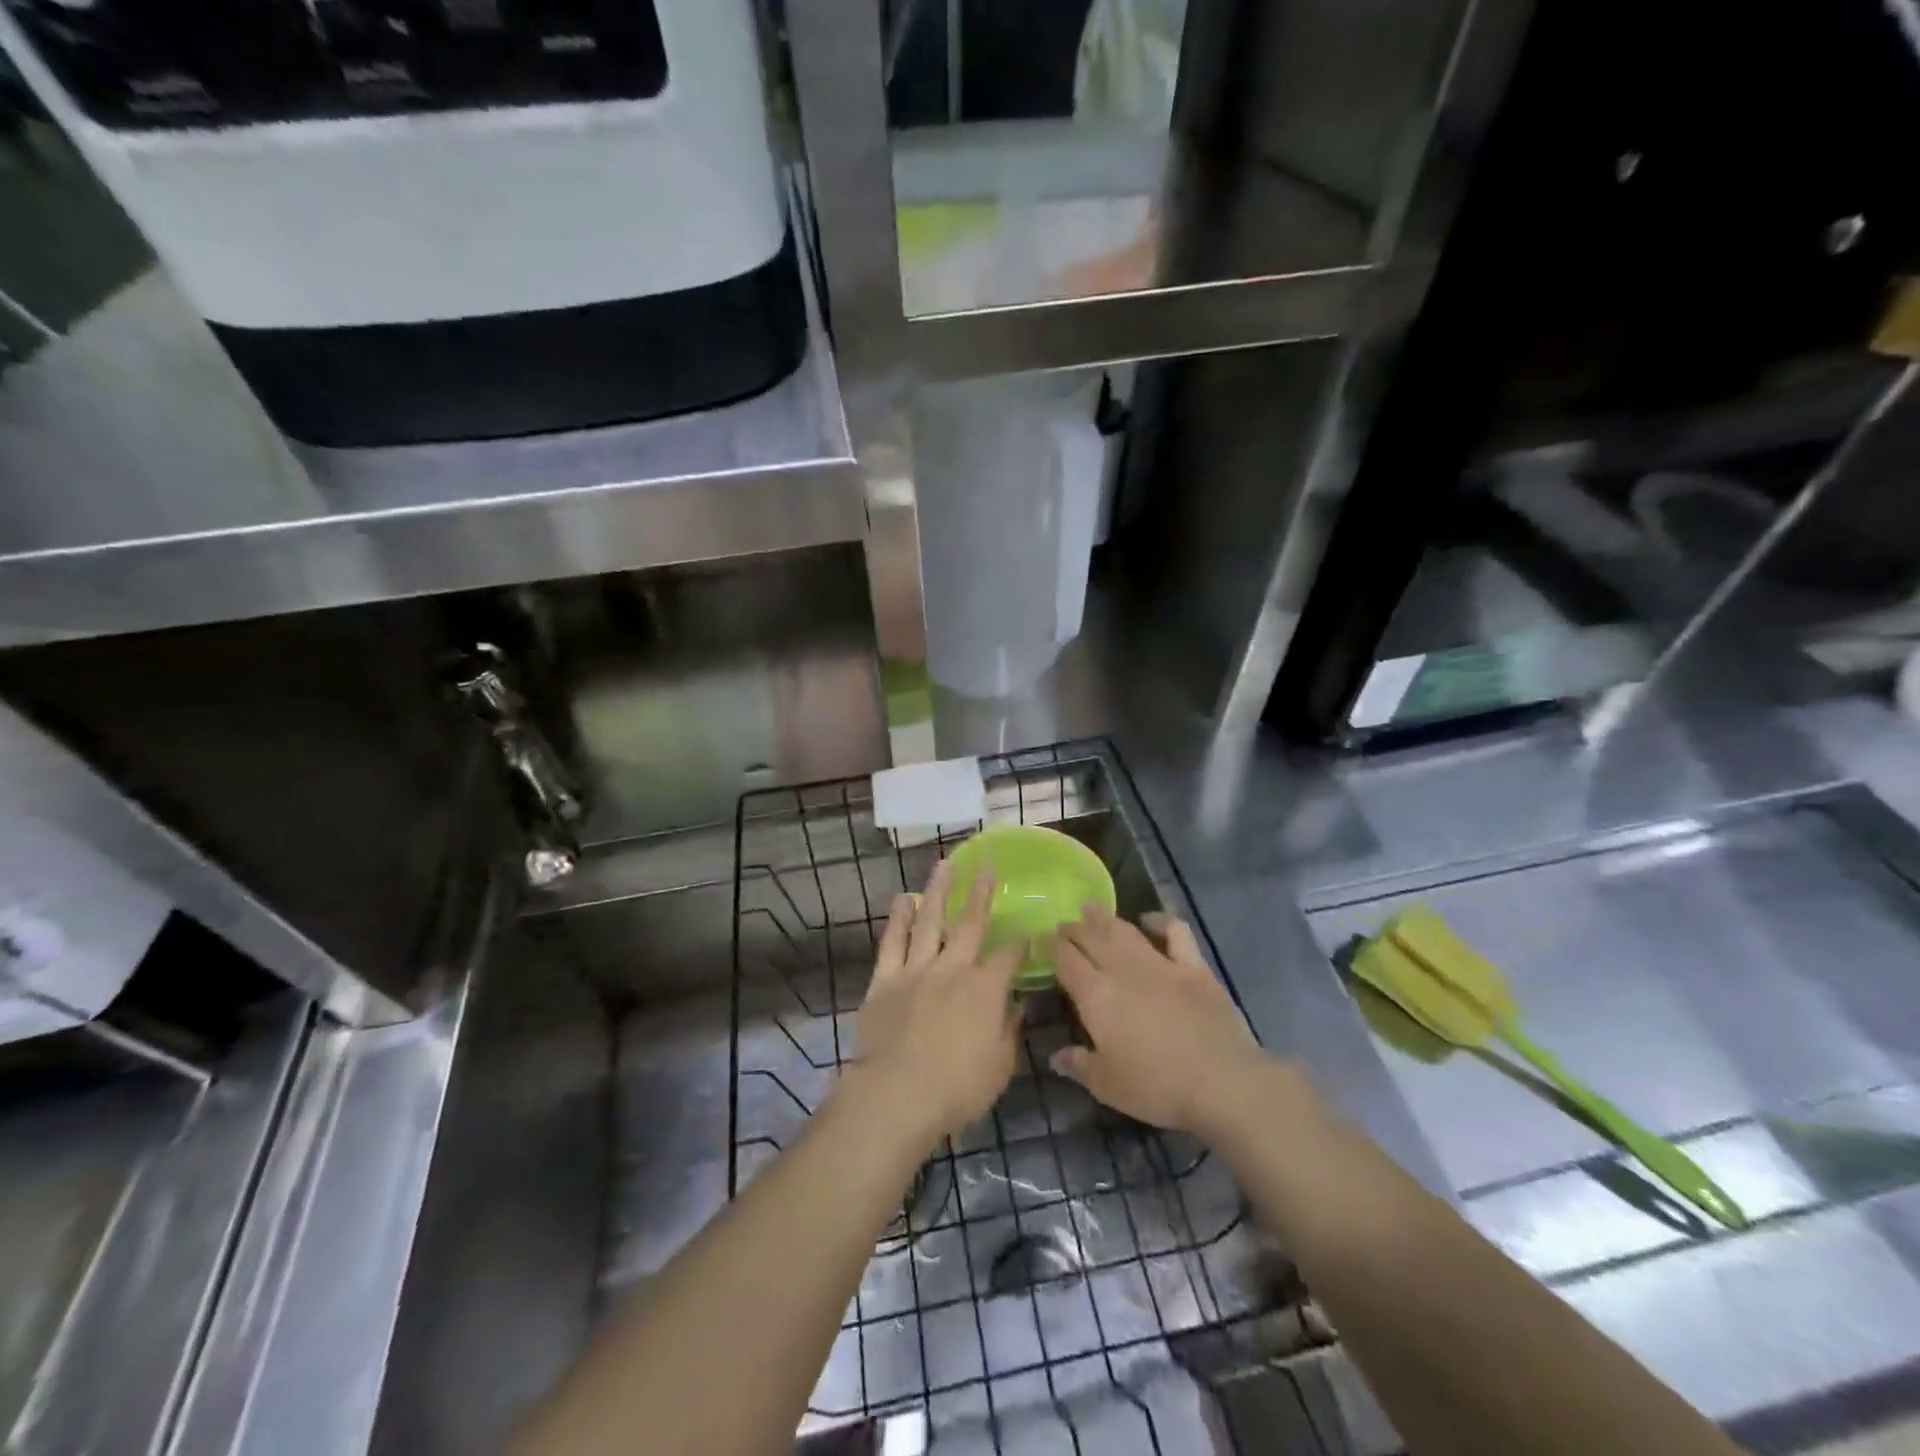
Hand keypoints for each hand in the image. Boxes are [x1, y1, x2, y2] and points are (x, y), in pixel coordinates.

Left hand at [847, 862, 1021, 1150]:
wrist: (897, 1094)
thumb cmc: (957, 1087)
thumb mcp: (1000, 1065)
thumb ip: (1009, 1030)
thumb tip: (1017, 1004)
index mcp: (985, 988)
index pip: (1008, 955)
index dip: (1020, 941)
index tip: (1026, 931)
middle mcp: (953, 968)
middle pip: (970, 923)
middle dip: (981, 893)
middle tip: (986, 865)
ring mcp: (916, 969)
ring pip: (929, 920)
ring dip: (938, 891)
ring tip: (944, 865)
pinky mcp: (885, 980)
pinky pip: (892, 942)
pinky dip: (897, 919)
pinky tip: (902, 899)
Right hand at [1051, 908, 1268, 1135]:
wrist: (1221, 1083)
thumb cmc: (1157, 1087)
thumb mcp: (1108, 1086)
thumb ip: (1078, 1065)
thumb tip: (1055, 1057)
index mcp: (1096, 996)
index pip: (1067, 960)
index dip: (1053, 946)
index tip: (1044, 939)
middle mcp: (1123, 970)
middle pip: (1092, 937)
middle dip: (1074, 927)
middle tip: (1064, 922)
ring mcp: (1160, 964)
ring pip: (1125, 930)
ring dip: (1105, 917)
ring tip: (1091, 907)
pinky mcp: (1193, 967)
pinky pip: (1175, 932)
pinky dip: (1160, 921)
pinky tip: (1150, 920)